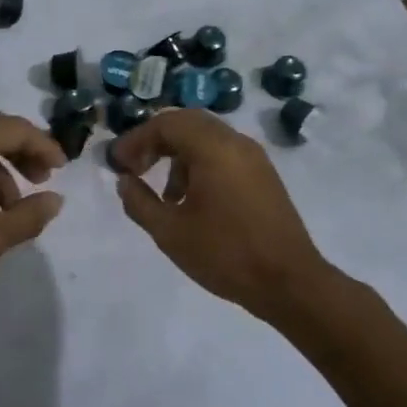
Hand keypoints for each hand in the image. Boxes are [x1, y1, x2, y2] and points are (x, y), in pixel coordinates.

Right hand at [113, 109, 329, 313]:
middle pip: (186, 123)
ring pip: (206, 138)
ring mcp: (254, 157)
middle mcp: (235, 142)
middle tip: (134, 167)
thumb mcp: (170, 232)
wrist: (290, 283)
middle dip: (155, 141)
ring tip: (164, 195)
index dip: (135, 140)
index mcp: (212, 148)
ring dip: (178, 155)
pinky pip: (223, 154)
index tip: (117, 164)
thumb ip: (139, 202)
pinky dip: (200, 165)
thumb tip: (124, 181)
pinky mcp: (263, 175)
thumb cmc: (225, 254)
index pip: (165, 124)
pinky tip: (192, 201)